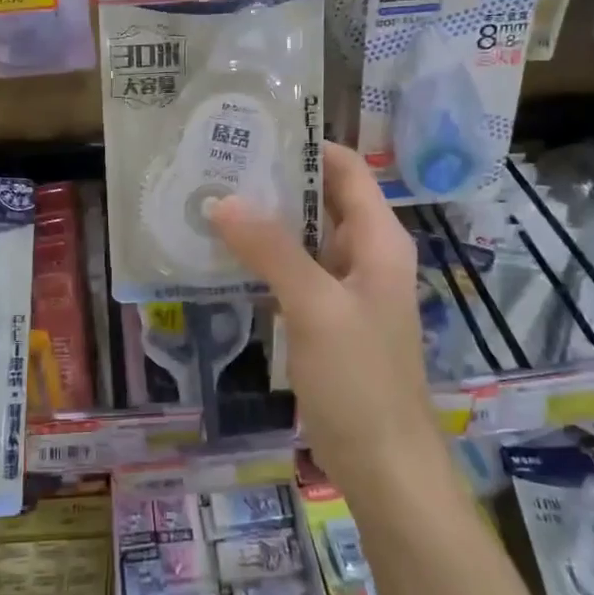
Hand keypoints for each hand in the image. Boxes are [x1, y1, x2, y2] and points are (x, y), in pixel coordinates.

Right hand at [208, 142, 439, 494]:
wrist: (382, 463)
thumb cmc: (359, 378)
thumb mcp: (315, 306)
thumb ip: (271, 250)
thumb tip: (223, 200)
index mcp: (379, 240)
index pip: (346, 170)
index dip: (306, 146)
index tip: (254, 131)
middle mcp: (366, 255)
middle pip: (322, 200)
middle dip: (275, 183)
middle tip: (217, 166)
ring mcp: (345, 289)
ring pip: (304, 239)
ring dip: (265, 223)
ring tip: (211, 201)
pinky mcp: (326, 319)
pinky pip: (294, 275)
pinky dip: (264, 261)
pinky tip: (224, 256)